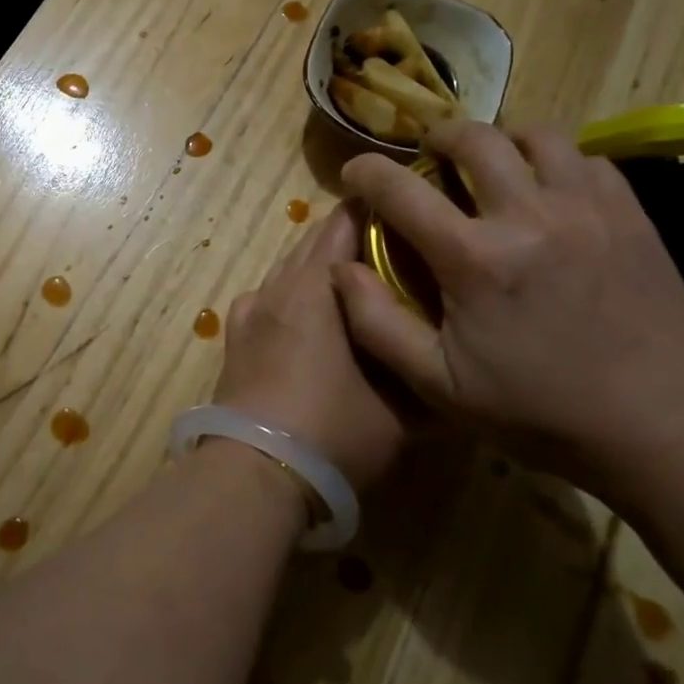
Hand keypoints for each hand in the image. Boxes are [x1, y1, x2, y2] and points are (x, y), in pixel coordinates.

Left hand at [213, 203, 413, 489]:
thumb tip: (449, 355)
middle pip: (312, 242)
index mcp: (313, 286)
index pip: (342, 224)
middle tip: (390, 254)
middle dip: (348, 241)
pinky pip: (268, 298)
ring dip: (317, 269)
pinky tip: (308, 322)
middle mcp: (276, 286)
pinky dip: (291, 296)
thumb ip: (423, 370)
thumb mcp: (399, 408)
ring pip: (287, 270)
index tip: (406, 216)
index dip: (374, 213)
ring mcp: (249, 311)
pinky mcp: (234, 337)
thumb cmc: (333, 430)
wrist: (254, 470)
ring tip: (355, 288)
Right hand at [332, 120, 683, 495]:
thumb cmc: (538, 412)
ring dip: (502, 141)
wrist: (662, 429)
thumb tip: (341, 269)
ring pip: (538, 136)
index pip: (401, 190)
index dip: (366, 173)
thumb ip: (376, 323)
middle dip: (438, 137)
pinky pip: (588, 159)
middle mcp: (530, 216)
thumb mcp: (437, 385)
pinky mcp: (632, 216)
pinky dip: (557, 161)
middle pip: (475, 139)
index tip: (355, 173)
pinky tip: (549, 191)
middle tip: (428, 157)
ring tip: (492, 165)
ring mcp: (588, 209)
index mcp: (474, 259)